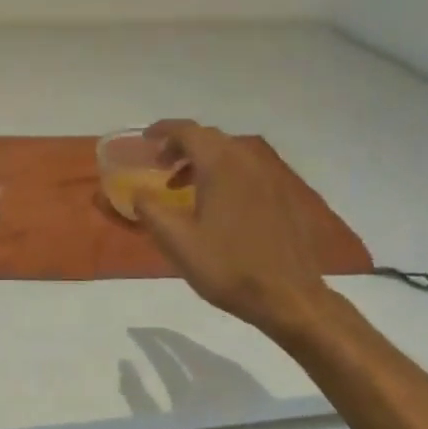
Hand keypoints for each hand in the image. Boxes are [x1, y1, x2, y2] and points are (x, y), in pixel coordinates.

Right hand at [134, 119, 334, 340]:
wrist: (289, 297)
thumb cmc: (228, 267)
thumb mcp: (177, 242)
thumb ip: (150, 210)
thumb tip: (137, 193)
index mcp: (220, 165)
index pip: (187, 131)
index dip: (163, 130)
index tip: (145, 140)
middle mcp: (247, 161)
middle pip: (210, 138)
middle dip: (181, 145)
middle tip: (160, 165)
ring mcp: (270, 178)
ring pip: (230, 154)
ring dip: (202, 161)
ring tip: (182, 187)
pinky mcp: (283, 196)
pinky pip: (247, 171)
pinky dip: (225, 174)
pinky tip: (217, 205)